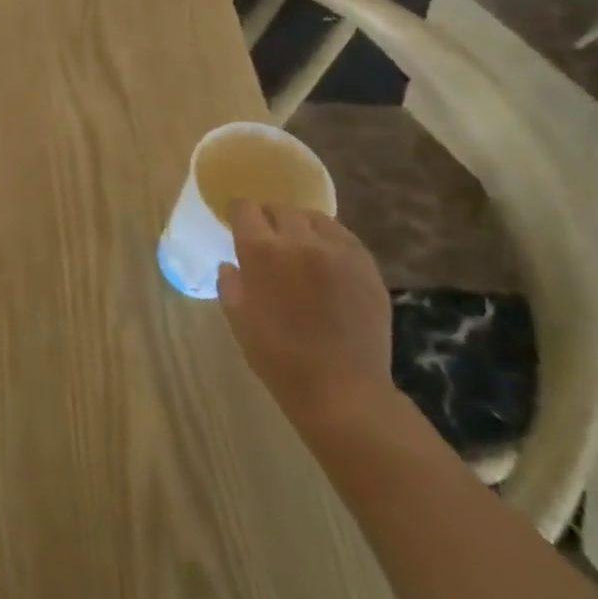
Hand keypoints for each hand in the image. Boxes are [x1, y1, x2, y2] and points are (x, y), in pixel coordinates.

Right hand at [217, 201, 392, 429]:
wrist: (342, 389)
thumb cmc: (278, 356)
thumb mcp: (238, 318)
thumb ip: (230, 283)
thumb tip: (231, 265)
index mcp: (262, 251)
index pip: (245, 209)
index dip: (238, 214)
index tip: (237, 225)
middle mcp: (300, 240)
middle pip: (281, 209)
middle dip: (270, 219)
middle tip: (268, 240)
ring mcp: (339, 251)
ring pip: (315, 218)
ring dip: (301, 226)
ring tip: (300, 246)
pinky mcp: (367, 266)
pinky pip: (344, 237)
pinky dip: (330, 240)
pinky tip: (327, 260)